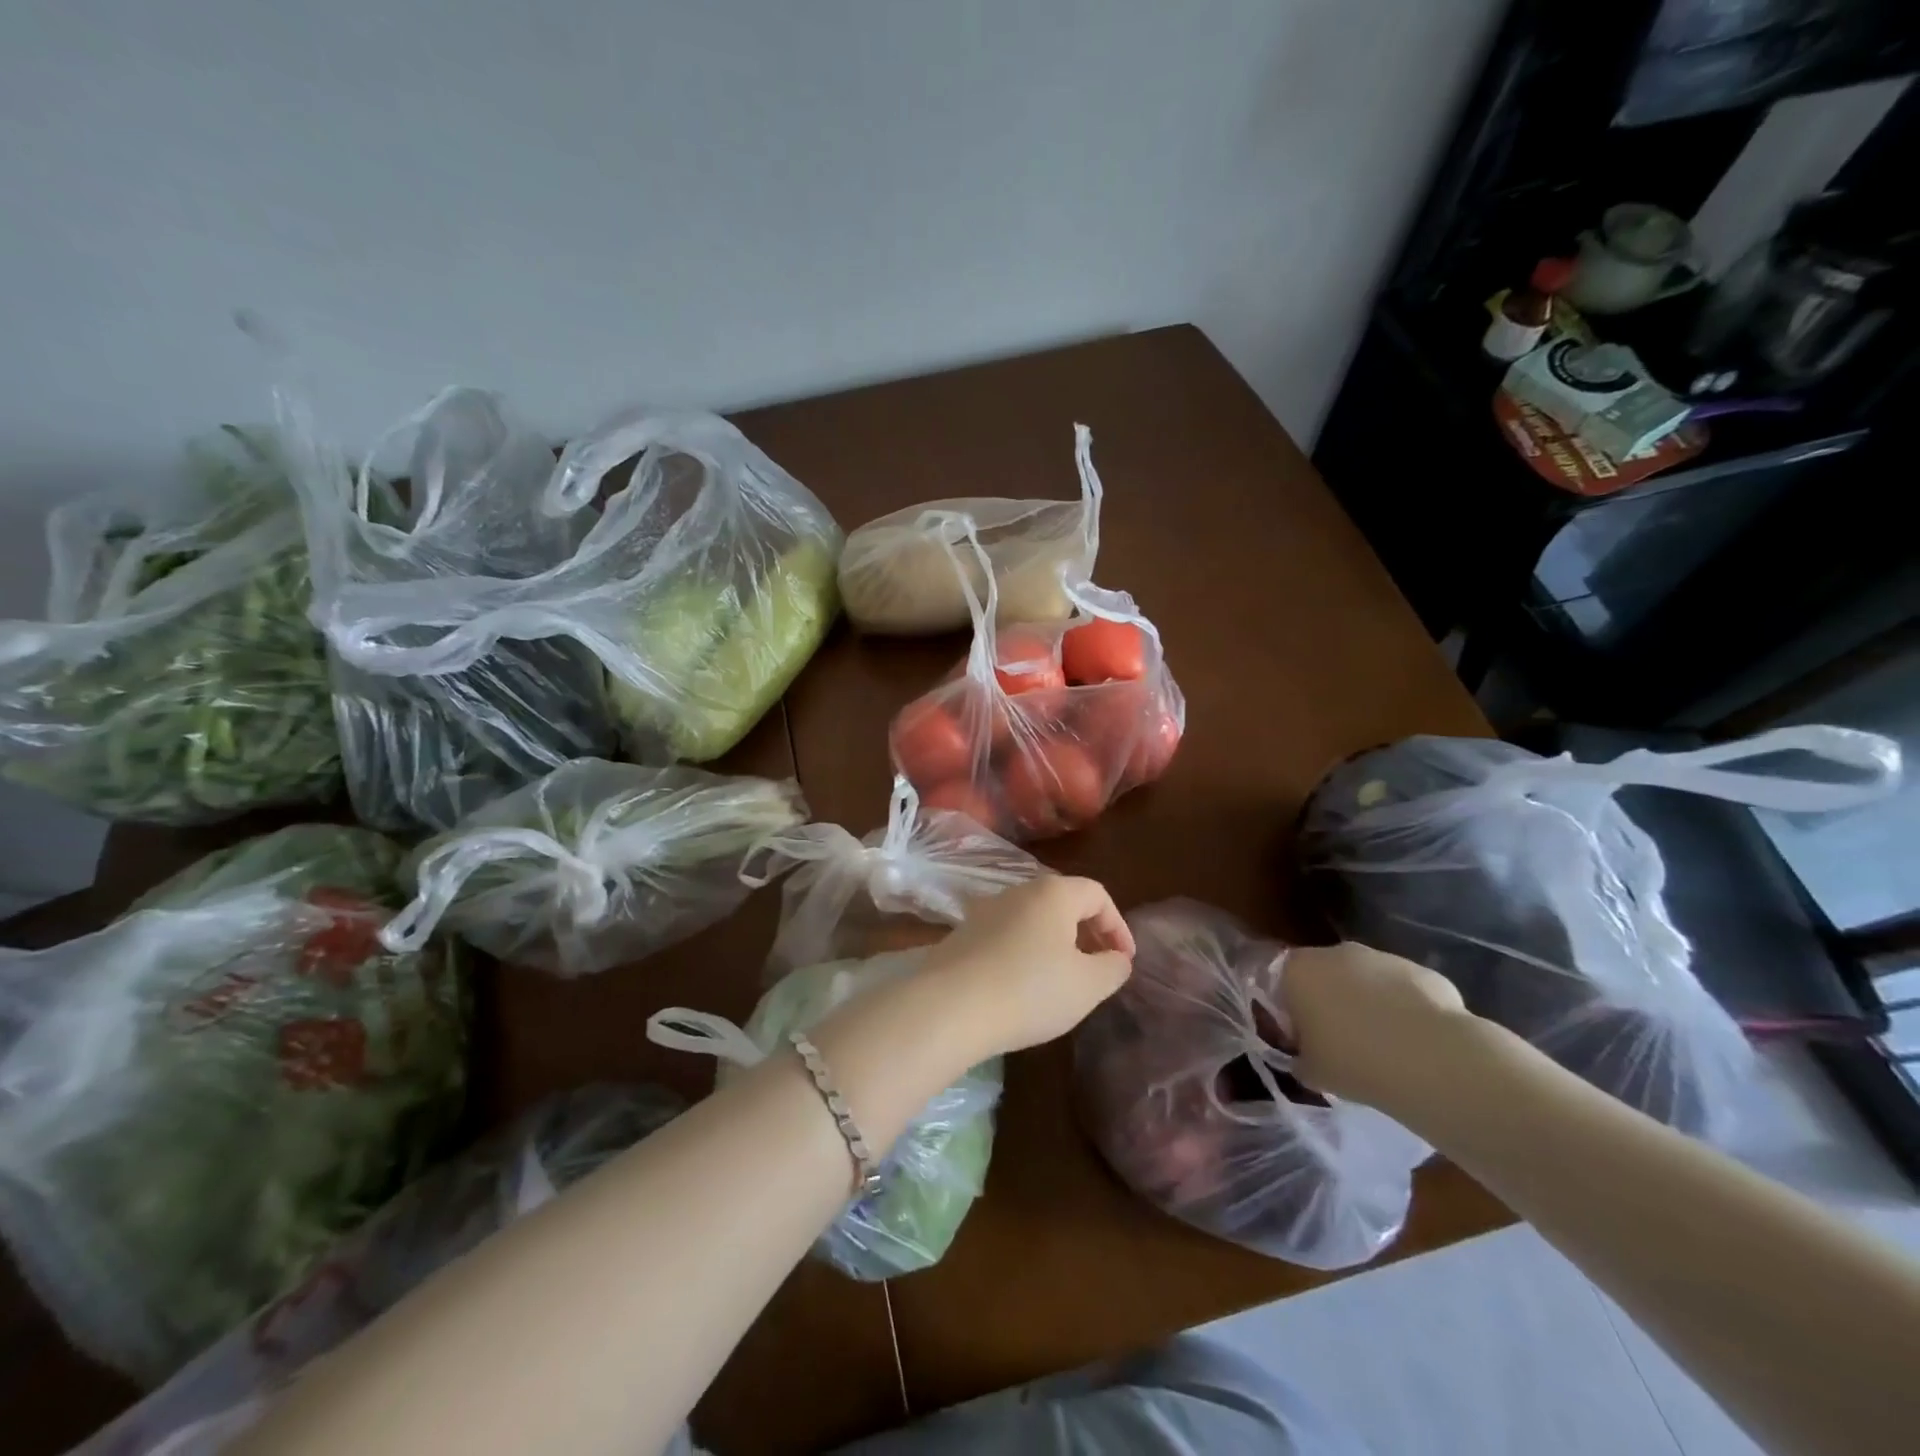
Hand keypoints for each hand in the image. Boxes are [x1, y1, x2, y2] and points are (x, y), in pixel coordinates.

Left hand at [919, 877, 1134, 1056]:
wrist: (949, 1007)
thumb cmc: (1030, 990)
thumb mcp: (1087, 986)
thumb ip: (1113, 968)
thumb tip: (1116, 958)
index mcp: (1052, 893)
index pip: (1097, 894)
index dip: (1118, 926)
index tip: (1124, 961)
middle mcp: (1017, 891)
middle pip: (1062, 902)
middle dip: (1087, 933)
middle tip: (1098, 968)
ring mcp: (984, 911)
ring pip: (1032, 919)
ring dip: (1055, 943)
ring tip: (1063, 980)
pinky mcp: (962, 935)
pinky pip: (1006, 936)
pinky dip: (1025, 953)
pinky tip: (1023, 987)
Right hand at [1281, 941, 1472, 1107]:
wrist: (1431, 1060)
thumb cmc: (1353, 1061)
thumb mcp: (1310, 1071)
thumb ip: (1299, 1057)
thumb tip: (1304, 1056)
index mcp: (1298, 970)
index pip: (1282, 980)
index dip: (1291, 1009)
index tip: (1303, 1037)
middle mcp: (1335, 952)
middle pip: (1325, 974)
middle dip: (1330, 1001)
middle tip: (1341, 1041)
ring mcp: (1382, 957)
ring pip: (1366, 980)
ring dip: (1368, 1003)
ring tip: (1383, 1045)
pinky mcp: (1421, 970)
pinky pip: (1403, 990)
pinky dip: (1404, 1009)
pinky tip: (1416, 1042)